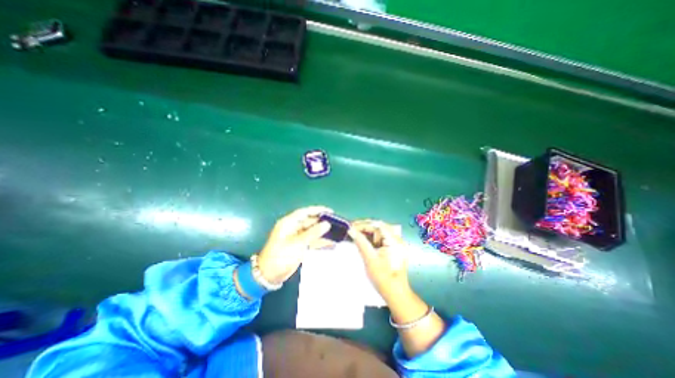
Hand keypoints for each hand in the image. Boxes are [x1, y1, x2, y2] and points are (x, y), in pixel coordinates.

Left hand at [257, 207, 332, 282]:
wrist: (269, 275)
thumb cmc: (281, 256)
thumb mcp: (297, 243)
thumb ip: (313, 233)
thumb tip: (327, 224)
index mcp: (289, 223)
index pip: (305, 212)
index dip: (317, 210)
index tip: (330, 211)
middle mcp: (293, 228)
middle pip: (310, 221)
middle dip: (322, 222)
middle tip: (336, 223)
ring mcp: (297, 237)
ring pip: (312, 231)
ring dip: (322, 232)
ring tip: (336, 233)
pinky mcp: (299, 245)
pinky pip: (312, 240)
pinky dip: (320, 241)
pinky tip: (331, 243)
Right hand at [347, 219, 411, 298]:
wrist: (395, 294)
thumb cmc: (383, 278)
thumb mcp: (370, 259)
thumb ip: (361, 242)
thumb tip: (351, 230)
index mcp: (394, 240)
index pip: (378, 225)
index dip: (364, 224)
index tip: (351, 226)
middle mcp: (397, 239)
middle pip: (378, 227)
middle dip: (364, 227)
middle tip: (351, 229)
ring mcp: (395, 244)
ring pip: (378, 233)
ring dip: (366, 232)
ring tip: (354, 233)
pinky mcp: (392, 248)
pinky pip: (379, 239)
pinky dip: (370, 239)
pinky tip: (361, 240)